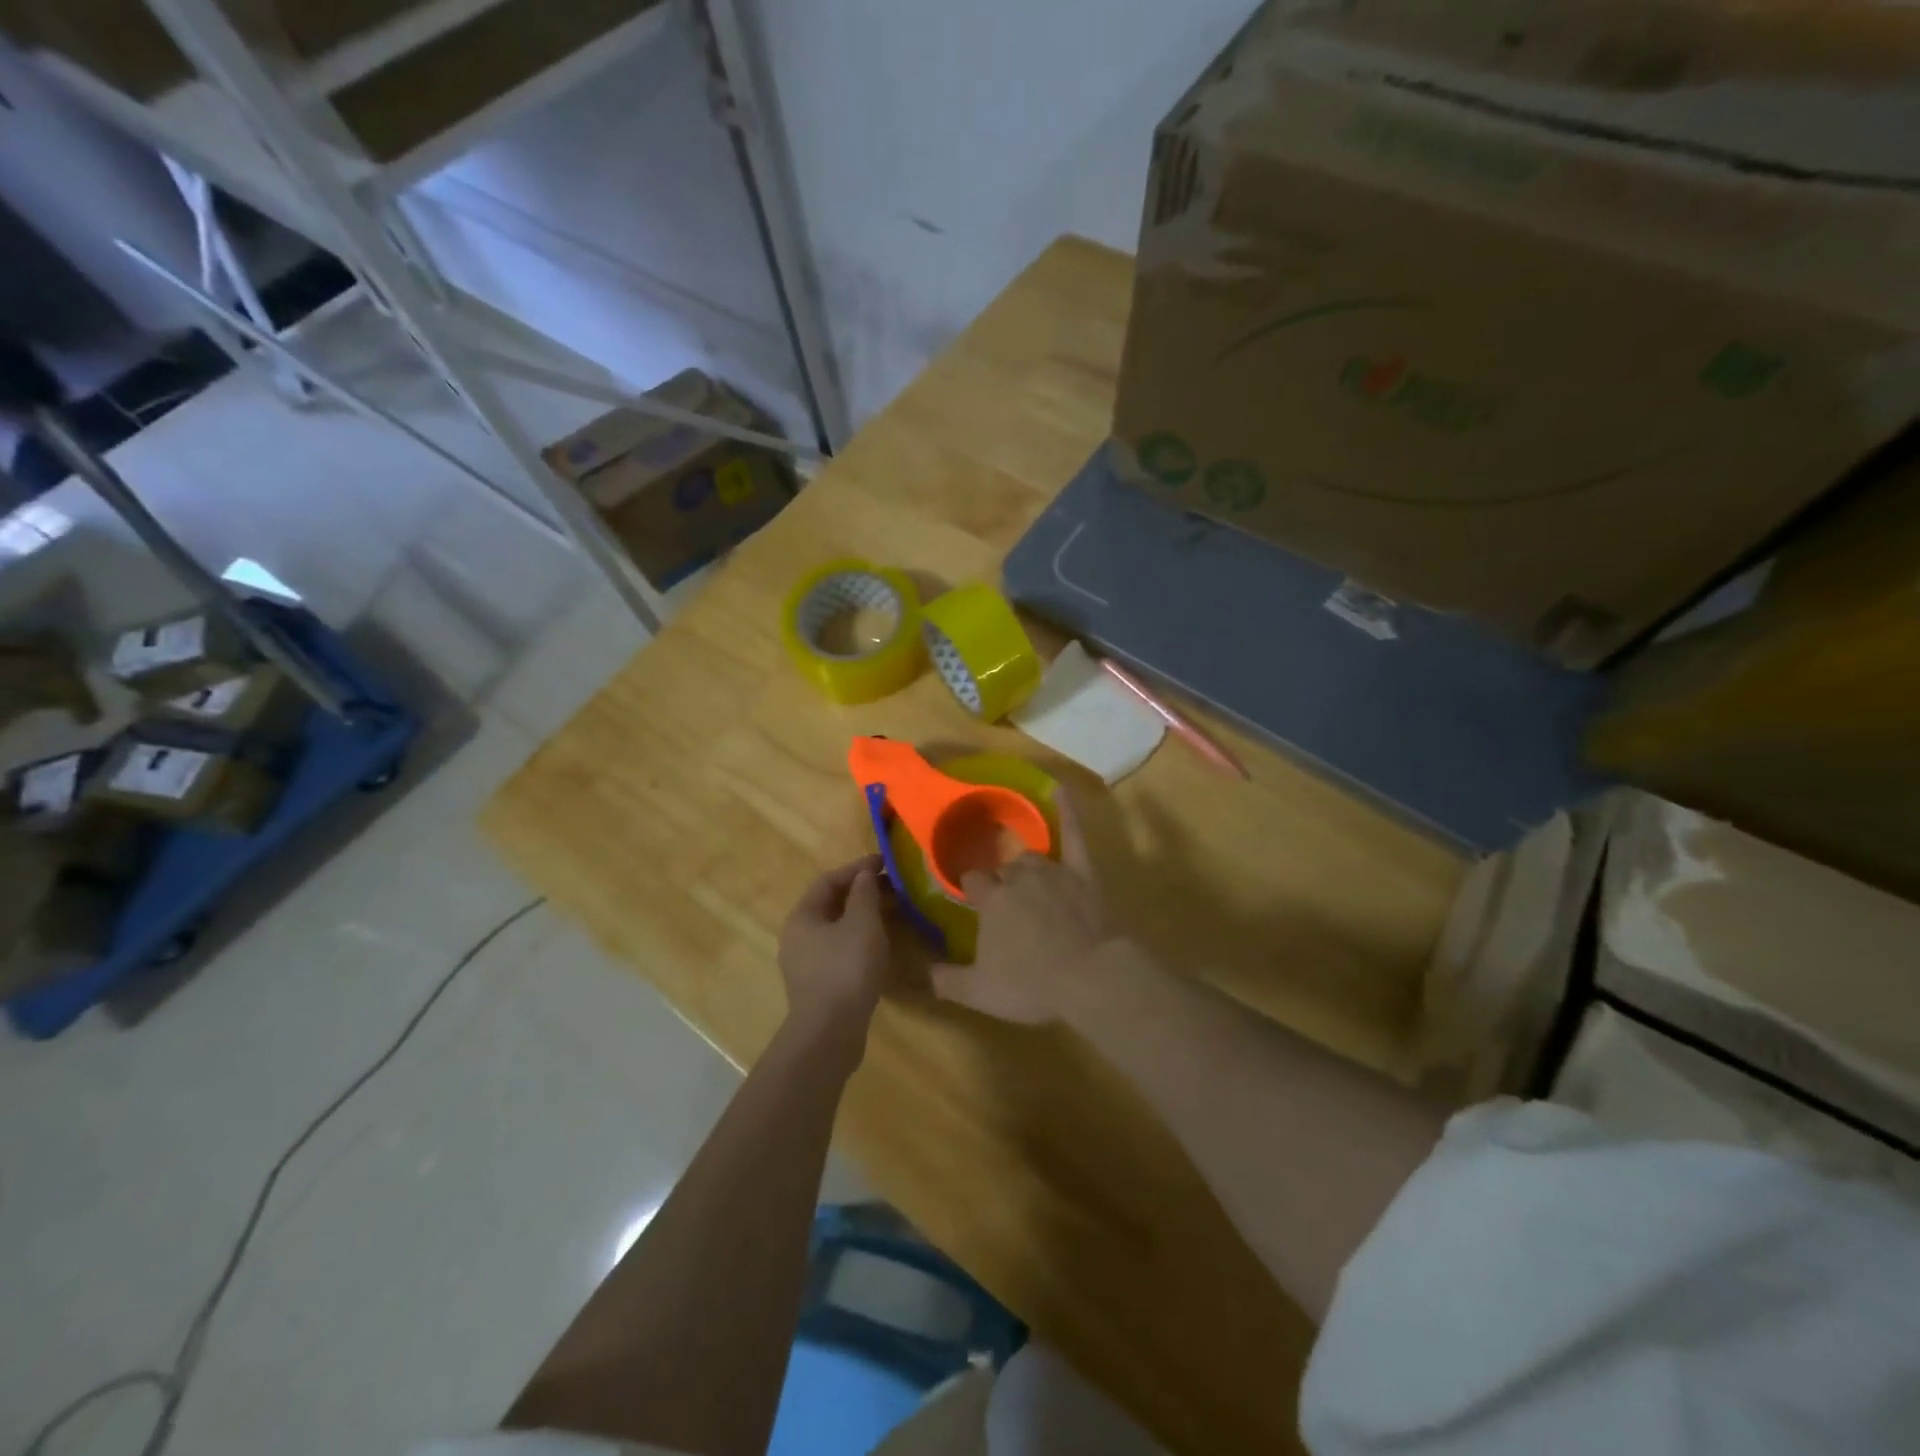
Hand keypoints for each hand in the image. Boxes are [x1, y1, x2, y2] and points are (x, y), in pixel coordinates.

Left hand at [779, 855, 889, 1043]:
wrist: (830, 1032)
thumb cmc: (846, 968)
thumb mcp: (862, 922)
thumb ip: (864, 893)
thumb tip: (865, 874)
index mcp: (802, 916)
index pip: (829, 880)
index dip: (857, 867)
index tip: (885, 862)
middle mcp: (797, 936)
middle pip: (831, 904)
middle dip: (862, 892)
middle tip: (894, 888)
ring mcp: (806, 963)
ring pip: (837, 929)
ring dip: (864, 917)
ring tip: (893, 913)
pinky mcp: (818, 985)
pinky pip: (840, 950)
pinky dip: (860, 940)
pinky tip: (881, 945)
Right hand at [930, 792, 1109, 1024]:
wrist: (1088, 978)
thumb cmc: (1031, 985)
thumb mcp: (979, 991)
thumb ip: (945, 979)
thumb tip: (920, 972)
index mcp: (991, 900)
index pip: (972, 881)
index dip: (973, 890)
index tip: (973, 900)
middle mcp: (1017, 877)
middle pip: (1002, 869)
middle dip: (1000, 882)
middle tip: (1005, 903)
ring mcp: (1052, 871)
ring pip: (1031, 858)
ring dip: (1025, 866)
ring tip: (1026, 879)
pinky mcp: (1082, 873)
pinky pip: (1073, 835)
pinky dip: (1068, 812)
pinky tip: (1060, 790)